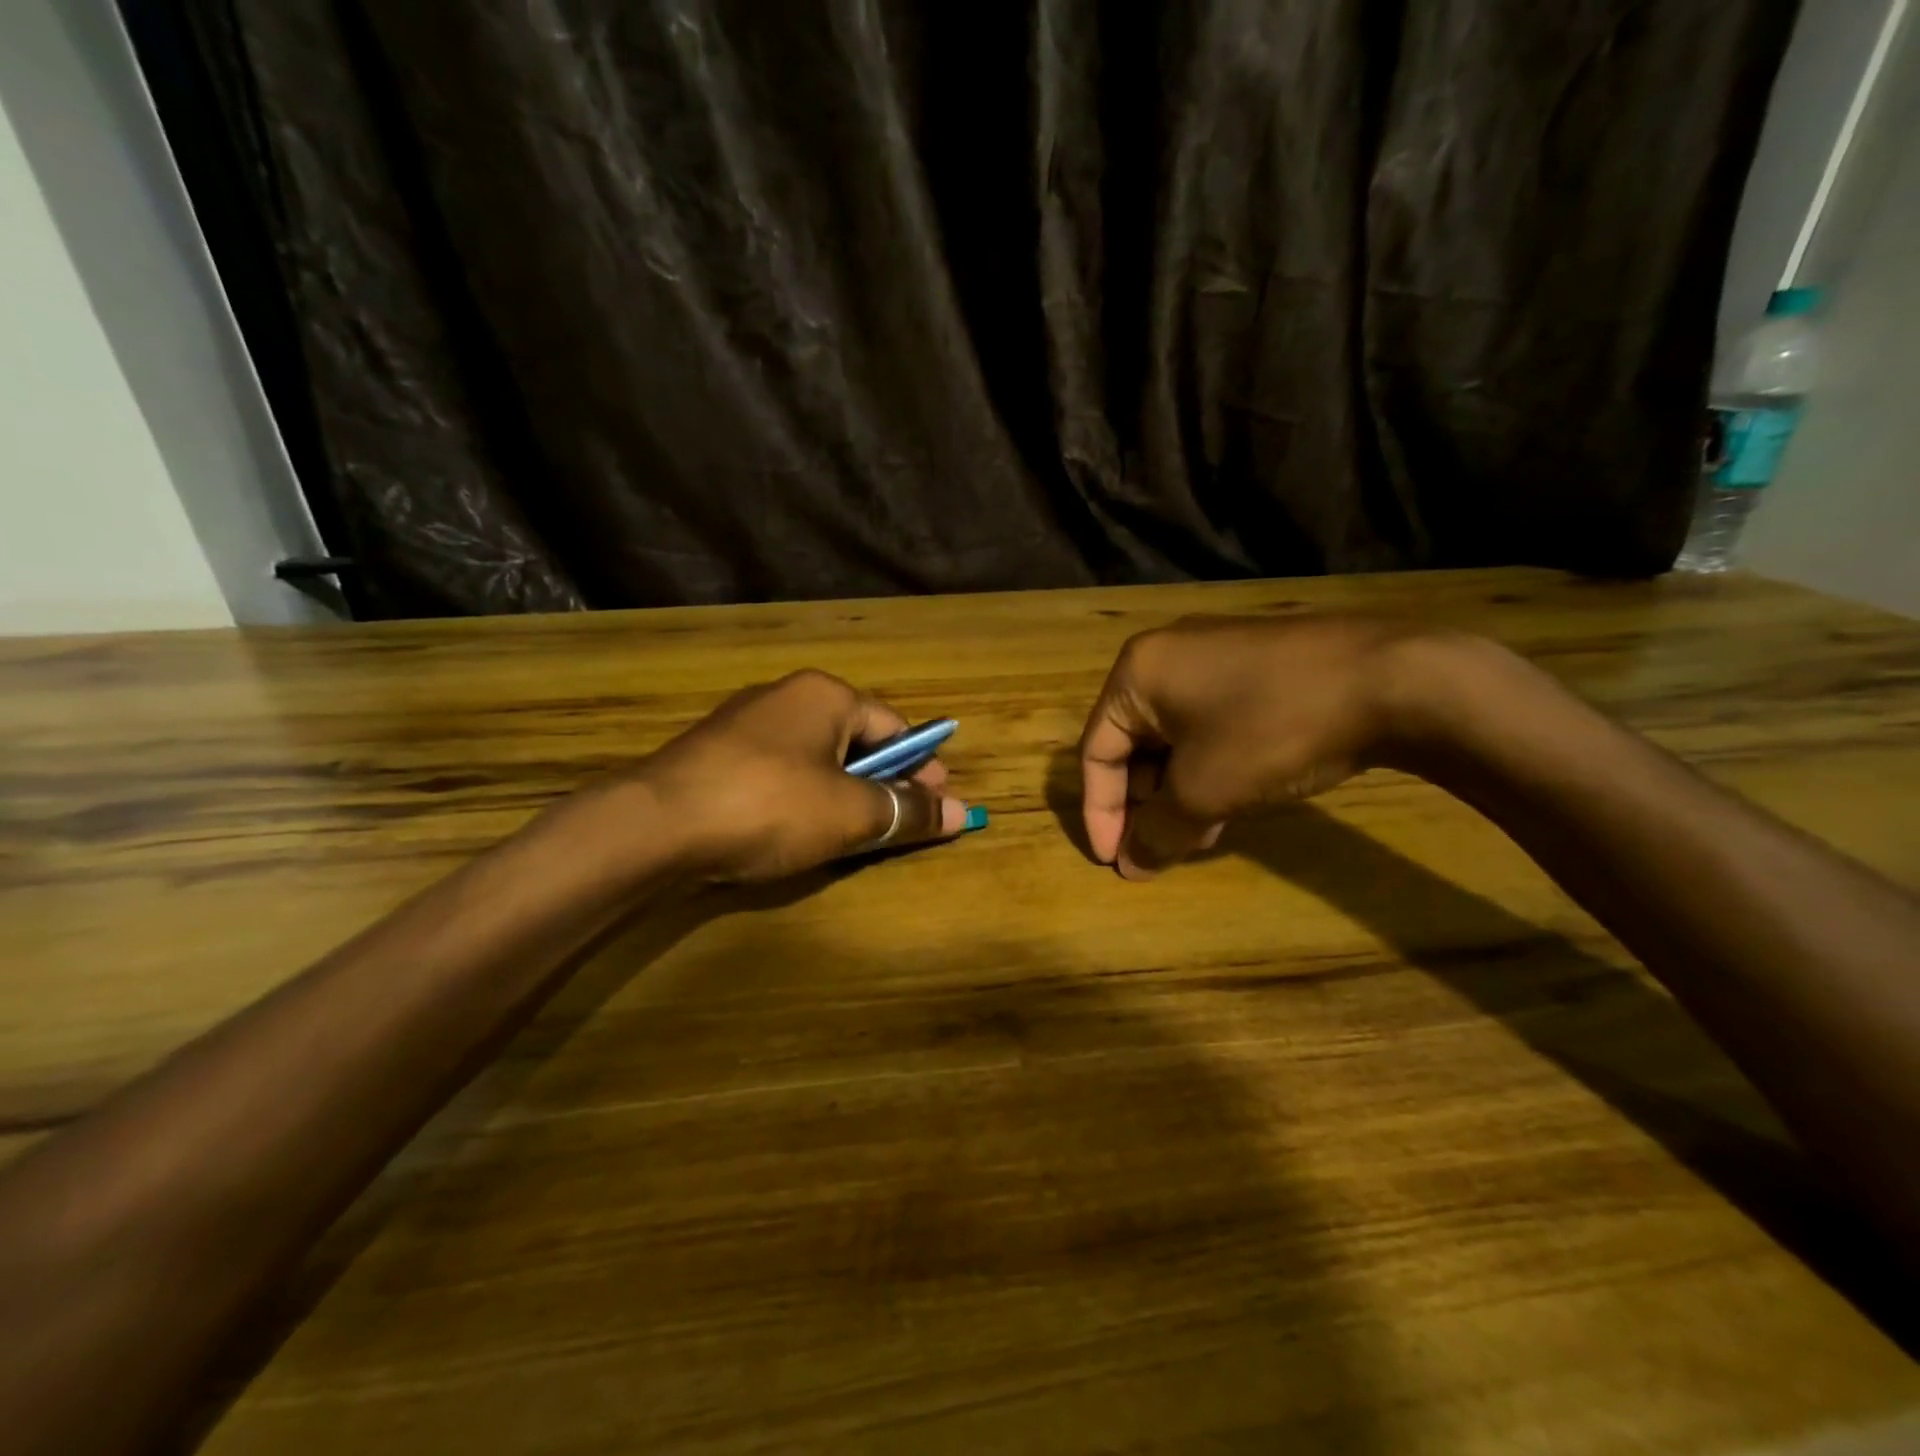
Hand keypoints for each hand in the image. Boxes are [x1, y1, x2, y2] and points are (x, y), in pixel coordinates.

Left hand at [631, 670, 971, 882]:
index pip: (893, 727)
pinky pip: (780, 773)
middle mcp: (786, 698)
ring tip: (856, 833)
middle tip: (901, 822)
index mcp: (825, 695)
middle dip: (883, 782)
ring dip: (844, 793)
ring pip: (816, 759)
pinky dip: (803, 799)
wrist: (655, 825)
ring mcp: (744, 725)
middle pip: (855, 740)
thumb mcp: (850, 813)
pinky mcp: (716, 757)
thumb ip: (906, 811)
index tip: (939, 803)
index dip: (921, 766)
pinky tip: (800, 830)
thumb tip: (961, 813)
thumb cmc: (770, 805)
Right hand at [1079, 614, 1442, 878]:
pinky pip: (1209, 725)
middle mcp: (1166, 656)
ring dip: (1177, 793)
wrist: (1393, 679)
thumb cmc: (1272, 729)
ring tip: (1197, 837)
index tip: (1112, 862)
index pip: (1095, 752)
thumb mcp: (1205, 791)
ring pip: (1174, 738)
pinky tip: (1229, 804)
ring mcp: (1214, 656)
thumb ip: (1158, 831)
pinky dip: (1207, 767)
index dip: (1099, 813)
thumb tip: (1129, 865)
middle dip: (1144, 804)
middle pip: (1133, 744)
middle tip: (1161, 849)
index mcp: (1137, 673)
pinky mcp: (1255, 666)